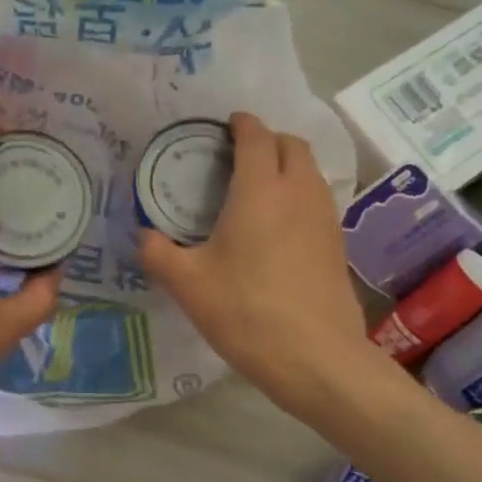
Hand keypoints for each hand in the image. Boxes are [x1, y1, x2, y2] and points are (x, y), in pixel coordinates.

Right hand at [138, 112, 379, 421]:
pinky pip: (318, 200)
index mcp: (260, 190)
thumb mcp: (187, 284)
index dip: (241, 124)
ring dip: (287, 166)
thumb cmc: (246, 312)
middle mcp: (299, 192)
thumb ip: (157, 253)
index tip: (227, 125)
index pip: (256, 137)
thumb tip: (143, 236)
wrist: (316, 357)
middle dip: (268, 139)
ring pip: (311, 172)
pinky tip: (279, 226)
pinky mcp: (338, 244)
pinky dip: (299, 195)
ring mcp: (325, 218)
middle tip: (239, 156)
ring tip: (258, 187)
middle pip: (292, 145)